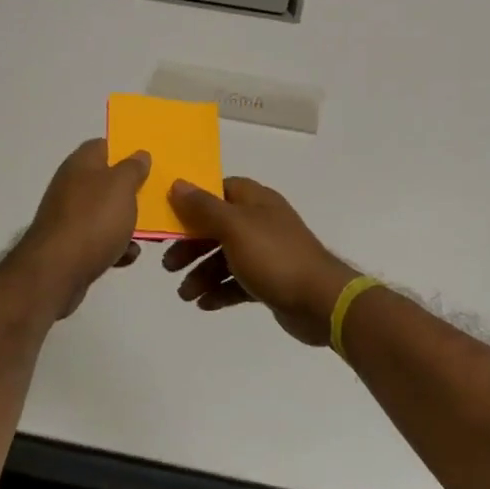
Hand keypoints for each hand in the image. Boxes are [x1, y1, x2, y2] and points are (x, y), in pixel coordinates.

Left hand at [17, 139, 148, 318]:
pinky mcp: (70, 245)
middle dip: (131, 191)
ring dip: (127, 223)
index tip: (148, 162)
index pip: (103, 145)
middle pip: (107, 181)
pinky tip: (127, 256)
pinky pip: (99, 240)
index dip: (125, 150)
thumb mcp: (121, 186)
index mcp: (81, 164)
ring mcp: (69, 217)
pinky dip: (115, 247)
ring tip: (147, 233)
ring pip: (106, 213)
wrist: (57, 271)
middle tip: (155, 199)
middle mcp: (71, 186)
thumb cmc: (93, 219)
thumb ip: (133, 168)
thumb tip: (139, 154)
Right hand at [162, 178, 356, 345]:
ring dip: (202, 274)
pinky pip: (239, 282)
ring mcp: (268, 253)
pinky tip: (204, 305)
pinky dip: (221, 291)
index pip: (220, 190)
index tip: (171, 218)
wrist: (321, 301)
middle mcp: (262, 222)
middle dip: (192, 246)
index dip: (194, 202)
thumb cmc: (274, 257)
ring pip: (226, 258)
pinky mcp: (272, 281)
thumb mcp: (234, 227)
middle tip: (168, 266)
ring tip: (185, 295)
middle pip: (218, 227)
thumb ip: (204, 207)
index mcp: (256, 201)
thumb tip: (177, 184)